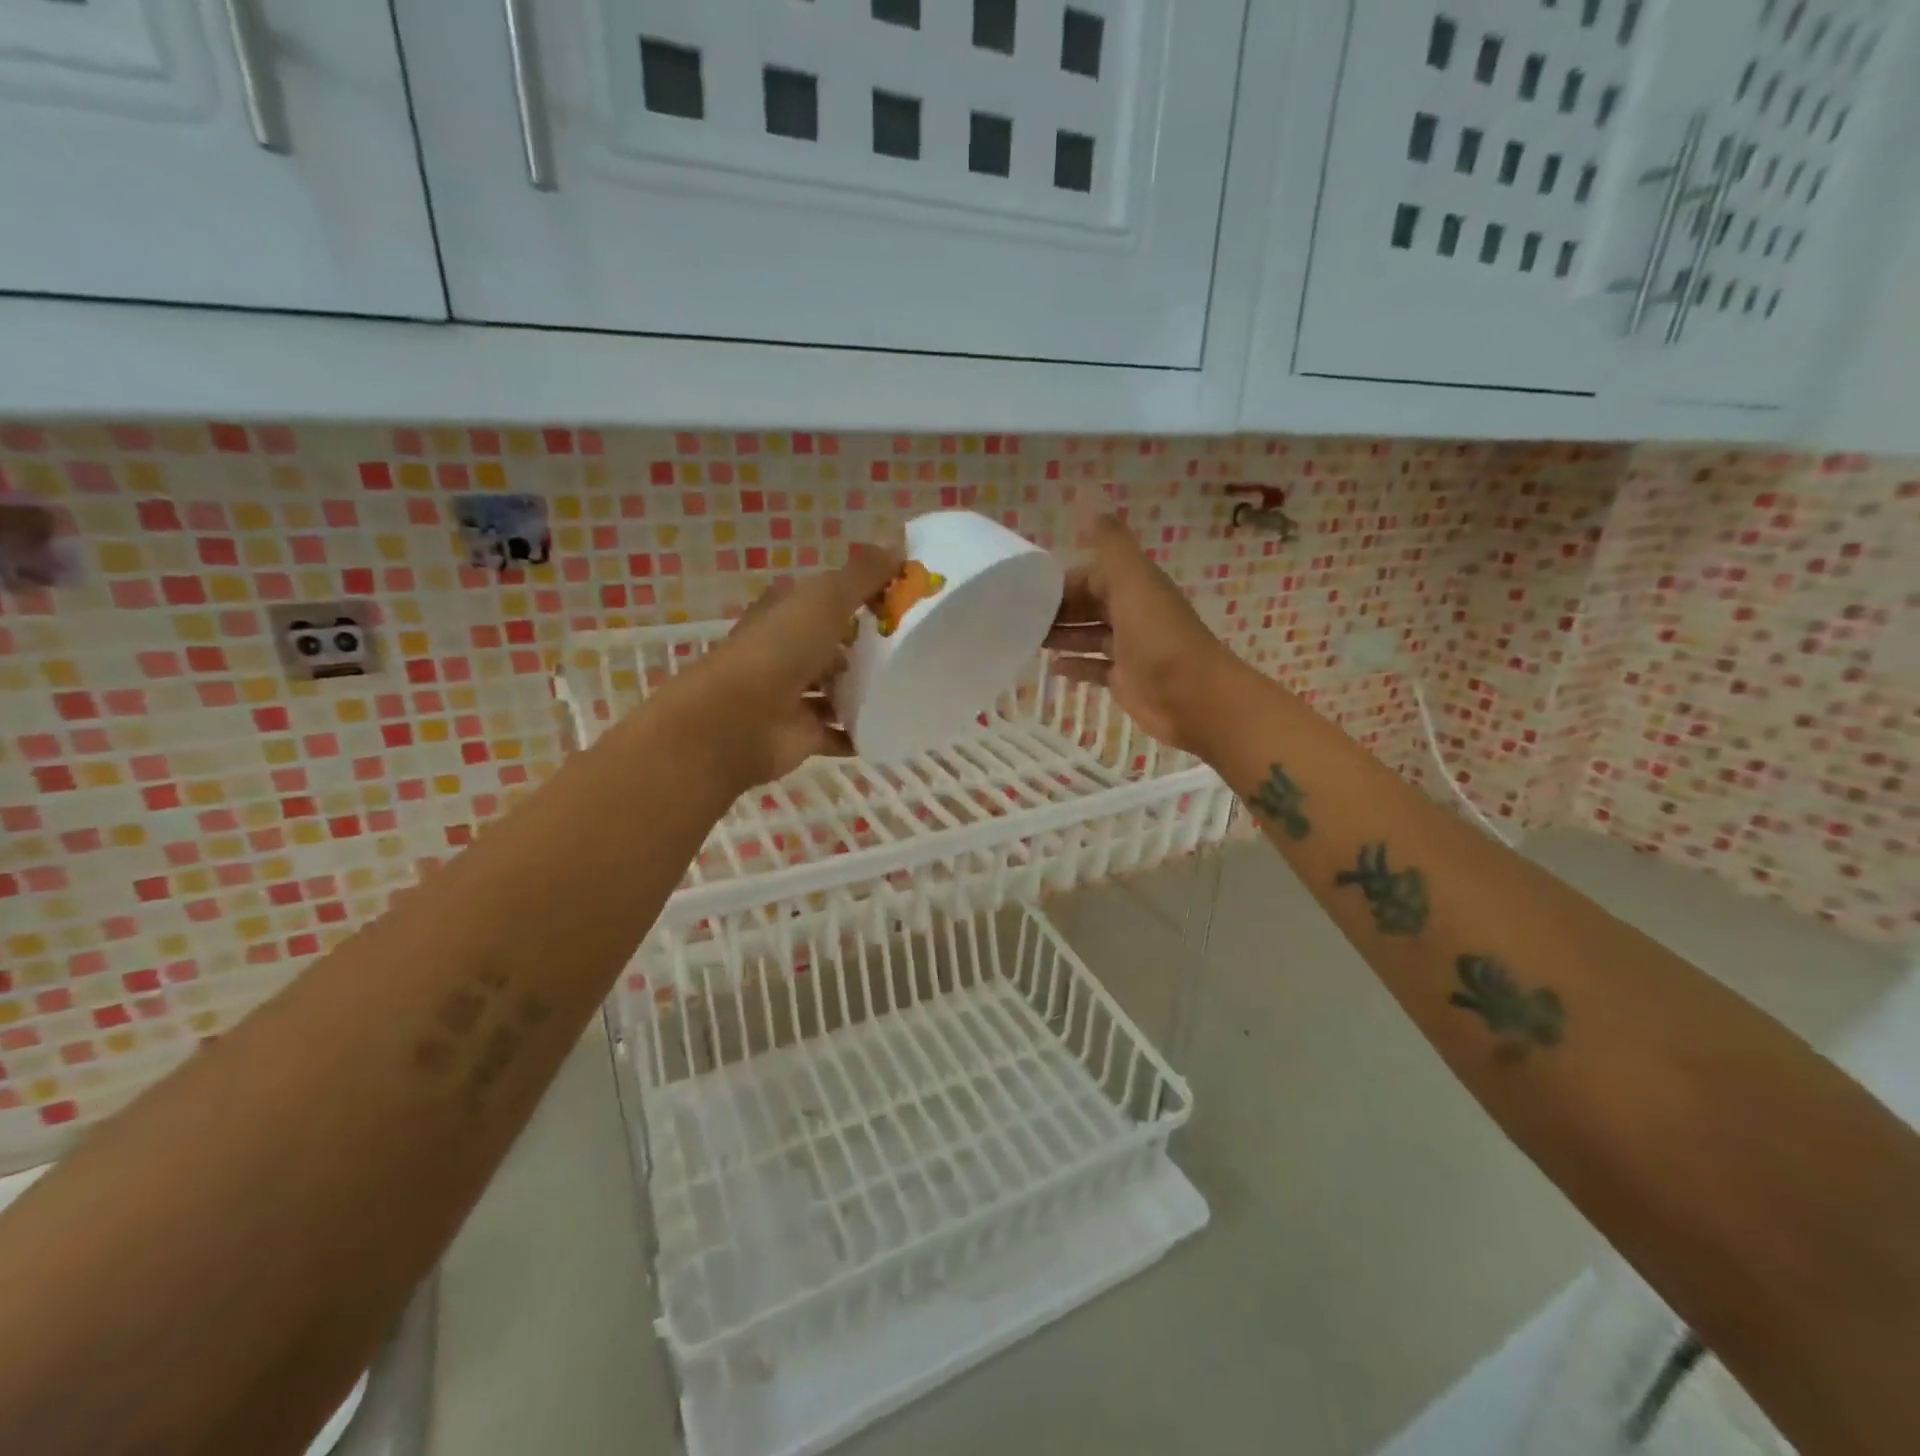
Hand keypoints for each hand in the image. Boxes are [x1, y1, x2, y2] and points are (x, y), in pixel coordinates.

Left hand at [675, 544, 902, 791]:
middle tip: (915, 646)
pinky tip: (894, 726)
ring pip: (836, 690)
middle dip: (866, 647)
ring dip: (865, 691)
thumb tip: (898, 547)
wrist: (738, 721)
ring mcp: (792, 696)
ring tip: (910, 687)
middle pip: (832, 645)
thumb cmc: (779, 650)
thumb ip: (861, 575)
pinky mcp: (802, 735)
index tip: (900, 598)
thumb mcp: (824, 598)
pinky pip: (840, 733)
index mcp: (784, 613)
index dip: (857, 594)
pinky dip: (861, 732)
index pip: (823, 597)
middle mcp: (785, 651)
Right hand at [1044, 515, 1242, 755]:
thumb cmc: (1160, 637)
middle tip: (1017, 620)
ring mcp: (1129, 648)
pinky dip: (1075, 666)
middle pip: (1088, 605)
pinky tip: (1052, 668)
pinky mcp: (1127, 680)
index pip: (1090, 575)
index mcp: (1133, 585)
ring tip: (1027, 640)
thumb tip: (1084, 491)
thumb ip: (1108, 542)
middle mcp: (1132, 612)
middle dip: (1057, 610)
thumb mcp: (1132, 581)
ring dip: (1062, 635)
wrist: (1194, 697)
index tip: (1025, 591)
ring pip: (1089, 635)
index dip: (1060, 582)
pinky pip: (1095, 667)